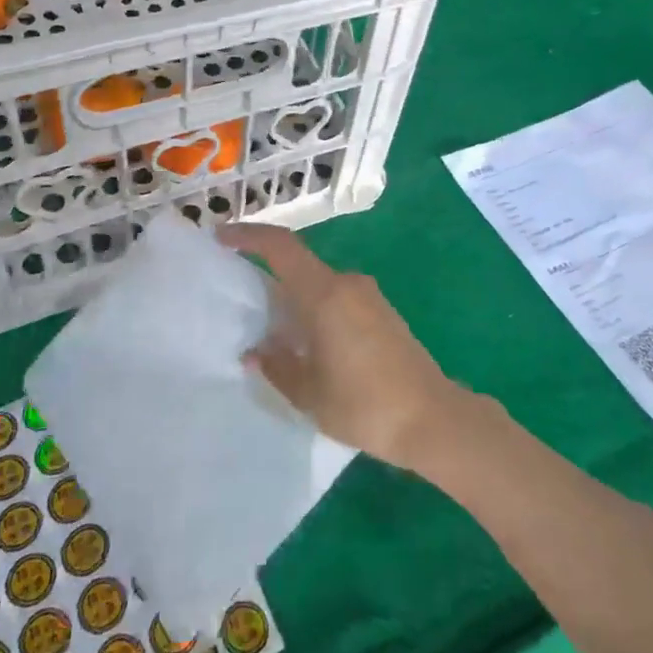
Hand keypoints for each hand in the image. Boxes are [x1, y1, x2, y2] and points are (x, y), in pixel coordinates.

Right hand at [218, 224, 460, 469]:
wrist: (431, 417)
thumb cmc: (364, 404)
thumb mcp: (309, 392)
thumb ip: (277, 365)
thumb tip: (255, 350)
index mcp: (326, 294)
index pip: (282, 246)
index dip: (249, 235)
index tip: (221, 236)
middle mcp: (348, 284)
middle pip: (300, 266)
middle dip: (269, 277)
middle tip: (243, 305)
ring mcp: (369, 296)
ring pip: (319, 284)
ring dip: (294, 300)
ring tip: (274, 335)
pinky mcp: (382, 311)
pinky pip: (338, 298)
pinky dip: (316, 310)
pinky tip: (309, 345)